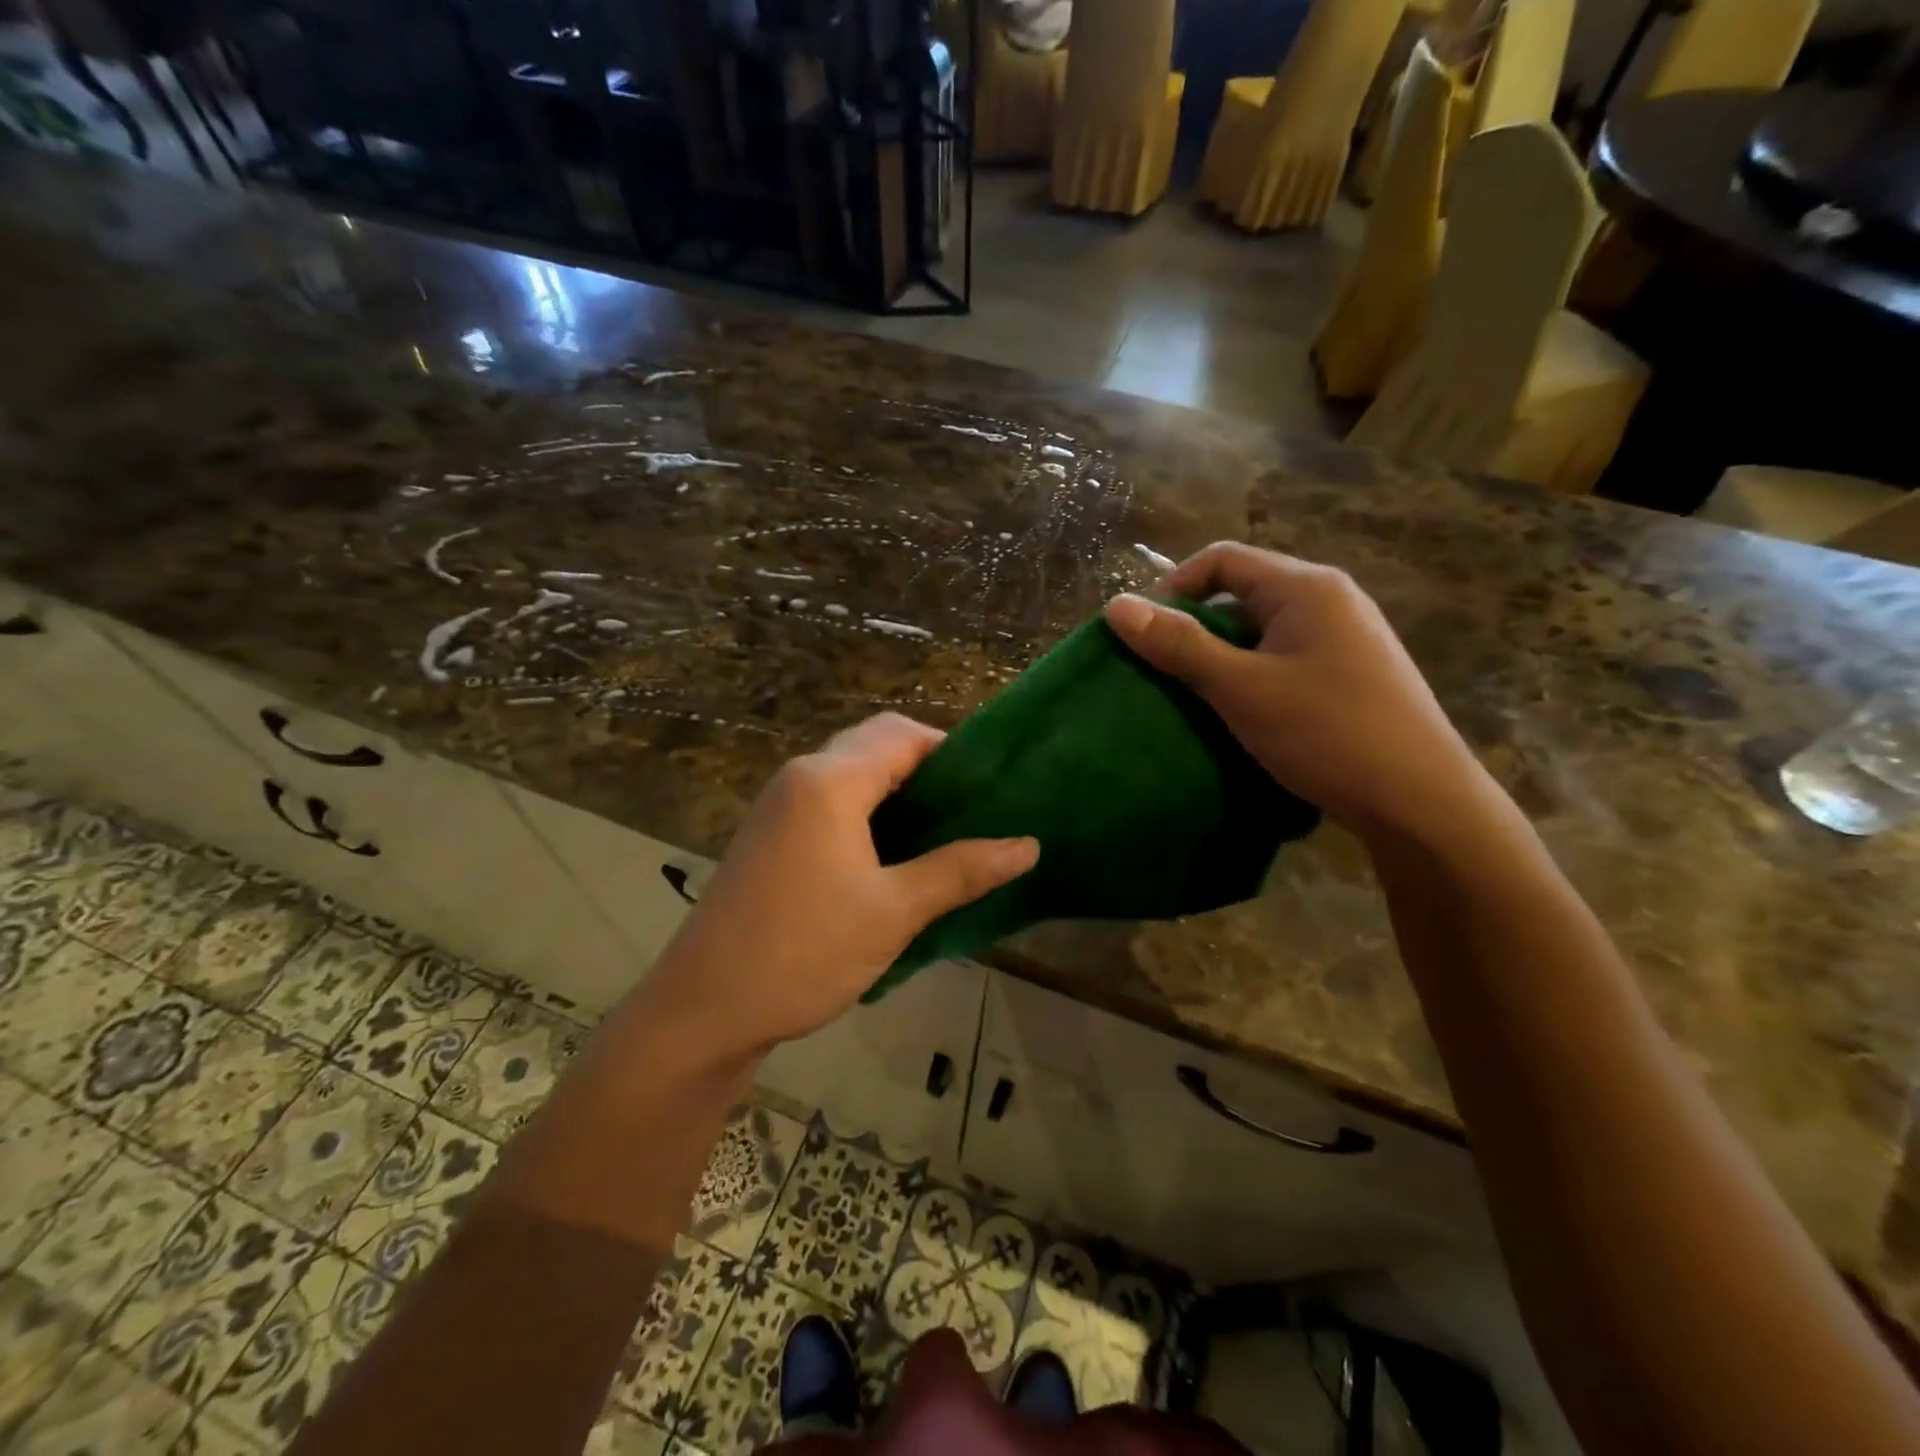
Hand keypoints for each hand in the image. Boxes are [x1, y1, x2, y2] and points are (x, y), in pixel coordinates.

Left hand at [638, 714, 1038, 1058]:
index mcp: (830, 781)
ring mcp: (780, 806)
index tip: (991, 788)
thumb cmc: (804, 952)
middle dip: (927, 769)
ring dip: (898, 791)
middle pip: (876, 745)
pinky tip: (894, 855)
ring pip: (852, 774)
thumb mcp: (893, 912)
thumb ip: (961, 871)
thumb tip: (1028, 846)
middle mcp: (801, 777)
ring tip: (944, 833)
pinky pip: (830, 801)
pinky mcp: (771, 835)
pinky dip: (868, 812)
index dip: (952, 751)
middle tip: (972, 812)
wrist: (703, 1009)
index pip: (903, 734)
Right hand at [1104, 543, 1500, 848]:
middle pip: (1242, 594)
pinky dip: (1251, 677)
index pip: (1222, 559)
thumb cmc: (1327, 733)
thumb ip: (1178, 645)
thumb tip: (1116, 605)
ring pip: (1262, 632)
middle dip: (1195, 628)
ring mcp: (1346, 639)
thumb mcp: (1241, 688)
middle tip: (1162, 672)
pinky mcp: (1352, 675)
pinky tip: (1241, 715)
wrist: (1421, 802)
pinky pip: (1284, 659)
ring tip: (1194, 698)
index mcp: (1306, 587)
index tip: (1143, 633)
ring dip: (1221, 657)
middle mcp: (1330, 600)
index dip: (1172, 587)